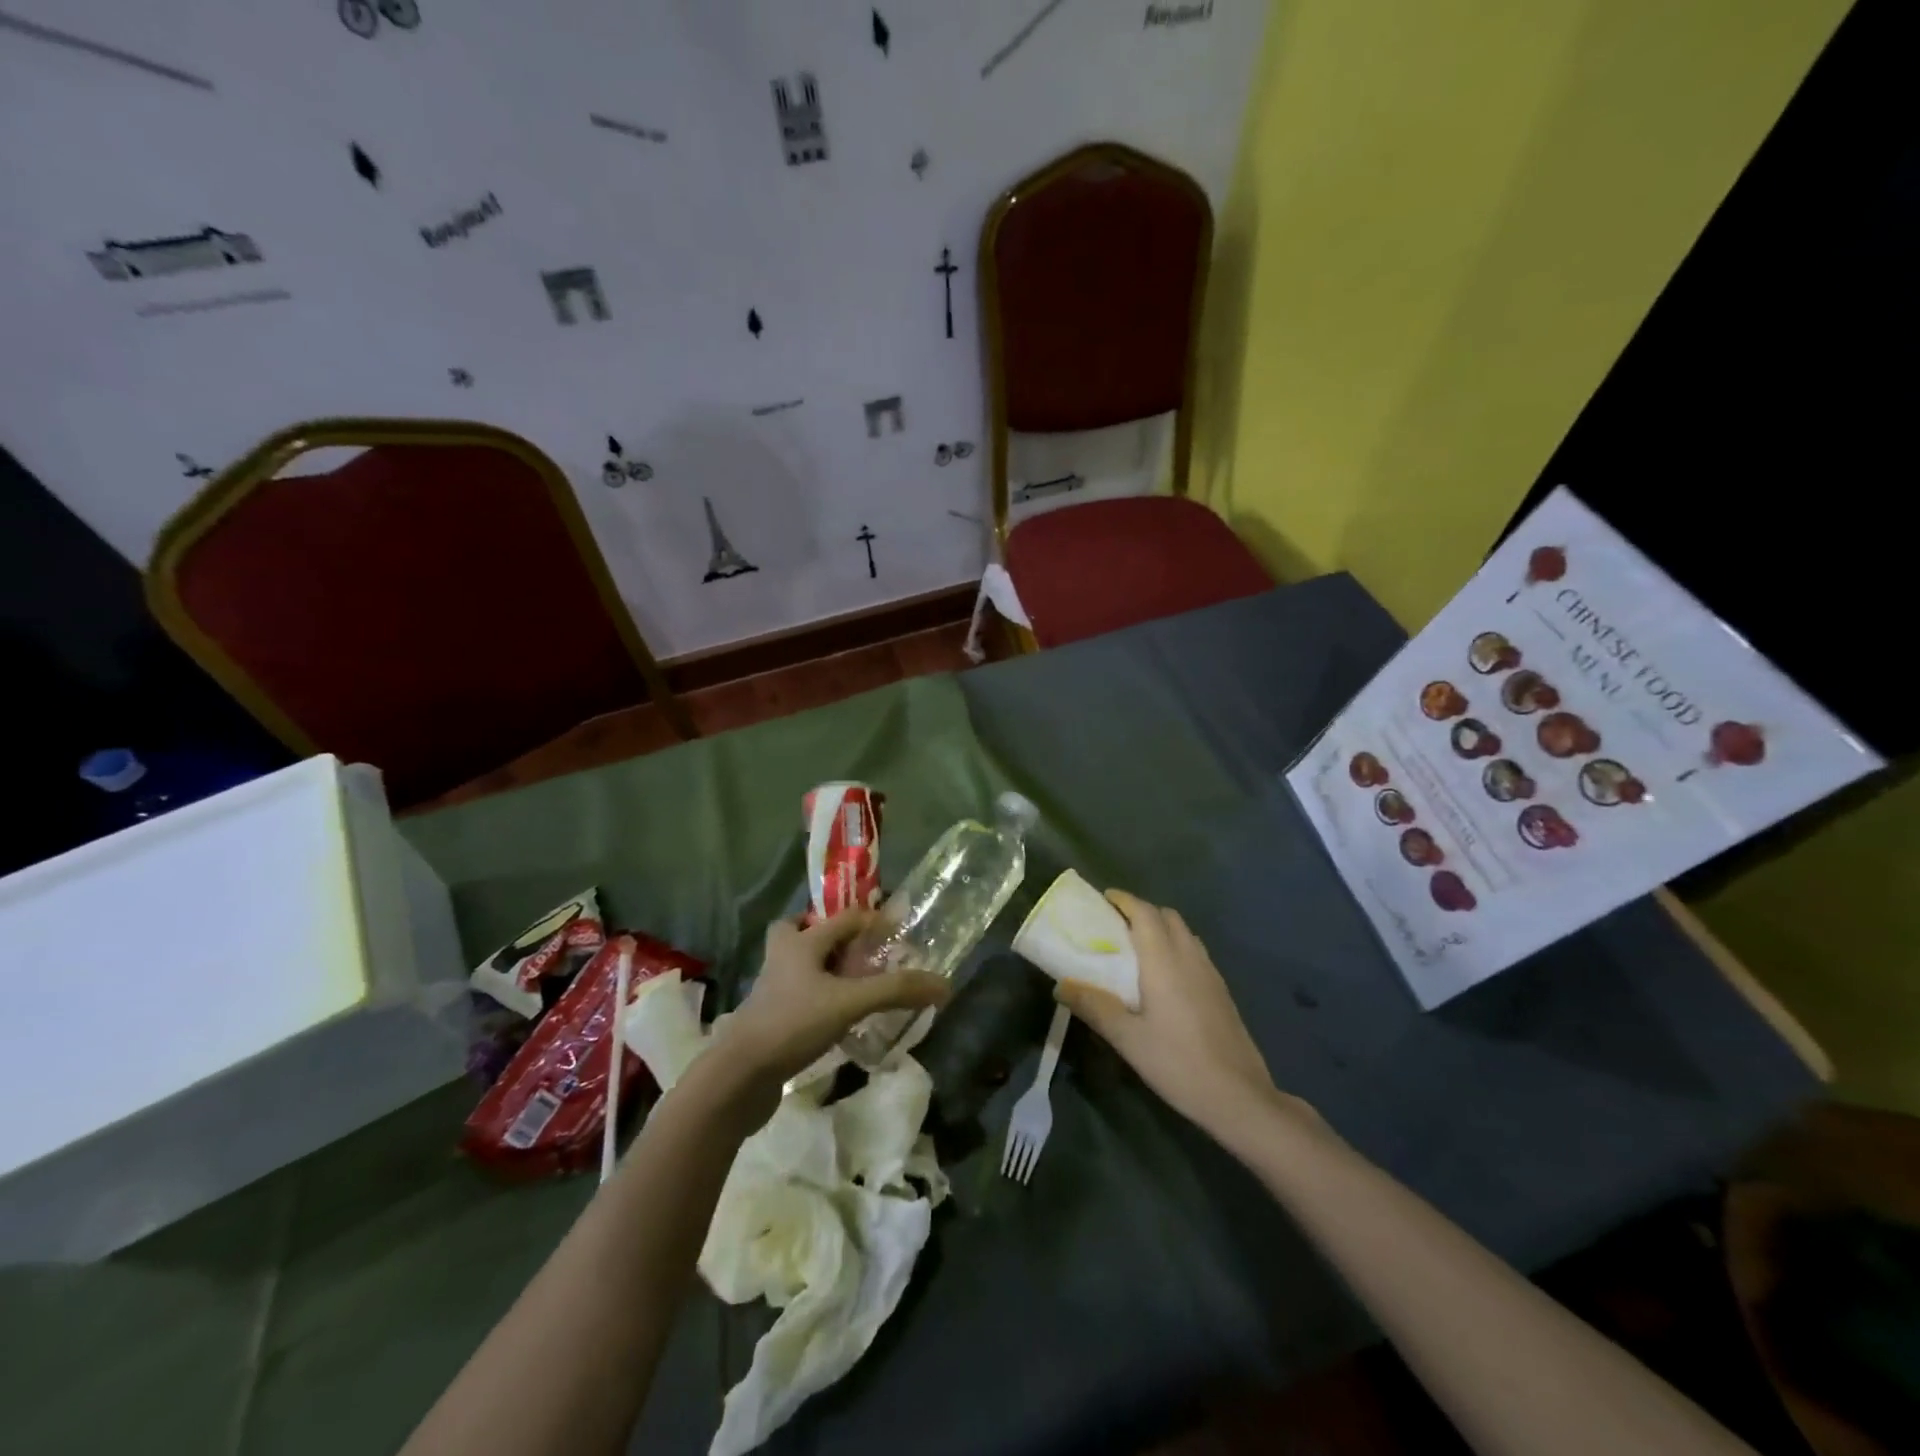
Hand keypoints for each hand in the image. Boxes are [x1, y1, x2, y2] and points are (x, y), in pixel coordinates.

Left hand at [717, 908, 950, 1091]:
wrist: (738, 1076)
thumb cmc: (793, 1024)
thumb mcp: (850, 1002)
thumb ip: (895, 990)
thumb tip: (944, 984)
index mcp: (800, 942)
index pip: (844, 917)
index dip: (873, 921)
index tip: (899, 934)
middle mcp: (783, 957)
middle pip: (804, 931)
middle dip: (832, 937)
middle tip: (862, 952)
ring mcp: (772, 989)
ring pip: (800, 965)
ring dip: (825, 968)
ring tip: (856, 984)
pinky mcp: (769, 1018)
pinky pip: (798, 996)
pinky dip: (818, 998)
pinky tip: (838, 1018)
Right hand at [1055, 892, 1287, 1137]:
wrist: (1239, 1096)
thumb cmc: (1178, 1063)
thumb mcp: (1127, 1039)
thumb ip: (1094, 1007)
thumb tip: (1061, 985)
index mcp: (1164, 961)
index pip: (1145, 913)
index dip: (1125, 900)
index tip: (1104, 899)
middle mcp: (1190, 957)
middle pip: (1167, 916)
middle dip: (1142, 912)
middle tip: (1116, 926)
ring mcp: (1210, 973)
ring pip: (1184, 933)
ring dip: (1161, 929)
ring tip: (1137, 949)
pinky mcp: (1221, 991)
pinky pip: (1195, 952)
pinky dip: (1176, 947)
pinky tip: (1164, 978)